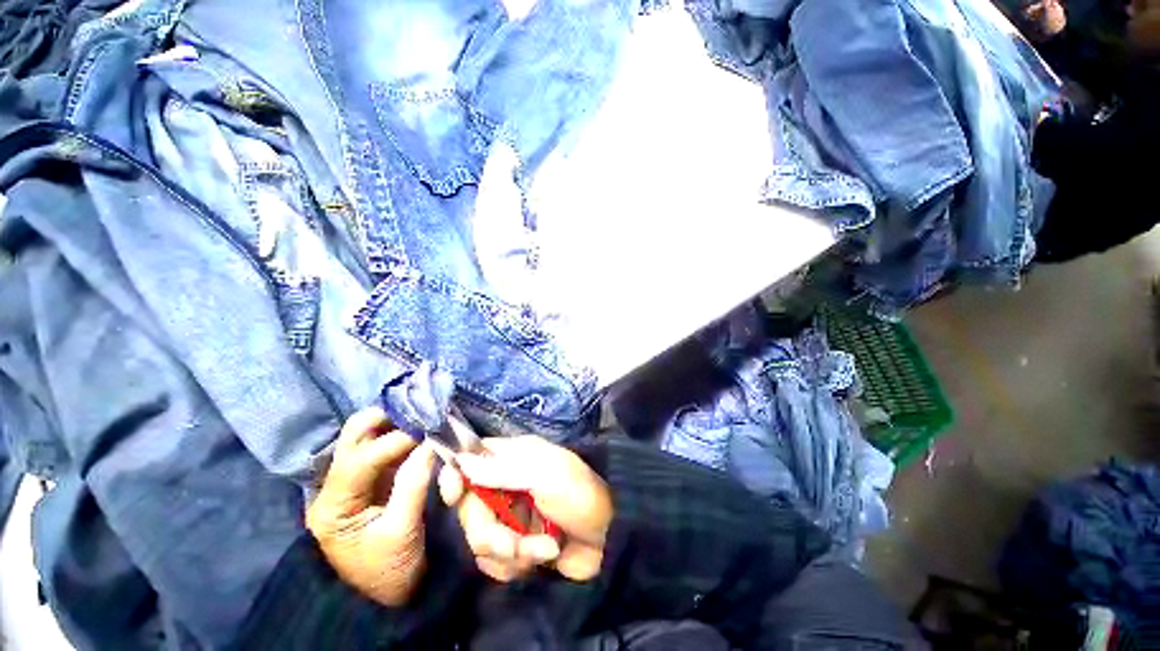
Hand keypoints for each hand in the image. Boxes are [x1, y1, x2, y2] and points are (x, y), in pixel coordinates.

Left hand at [306, 408, 436, 605]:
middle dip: (387, 417)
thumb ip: (413, 484)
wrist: (381, 599)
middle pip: (353, 435)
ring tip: (424, 418)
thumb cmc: (388, 572)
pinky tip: (421, 431)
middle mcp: (335, 486)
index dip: (397, 439)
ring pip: (366, 435)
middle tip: (423, 413)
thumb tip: (430, 442)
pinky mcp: (370, 481)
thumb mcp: (402, 532)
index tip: (431, 428)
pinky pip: (383, 447)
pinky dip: (402, 434)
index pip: (361, 459)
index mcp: (334, 505)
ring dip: (395, 422)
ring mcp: (353, 481)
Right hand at [438, 436, 612, 582]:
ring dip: (511, 551)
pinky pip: (494, 561)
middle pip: (470, 508)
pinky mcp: (516, 545)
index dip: (457, 475)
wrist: (609, 537)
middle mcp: (507, 484)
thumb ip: (503, 470)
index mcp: (515, 458)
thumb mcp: (545, 475)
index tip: (455, 493)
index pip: (472, 459)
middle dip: (490, 533)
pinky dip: (515, 565)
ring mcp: (511, 516)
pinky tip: (542, 557)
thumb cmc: (580, 495)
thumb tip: (461, 461)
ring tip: (542, 548)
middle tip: (513, 543)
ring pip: (480, 539)